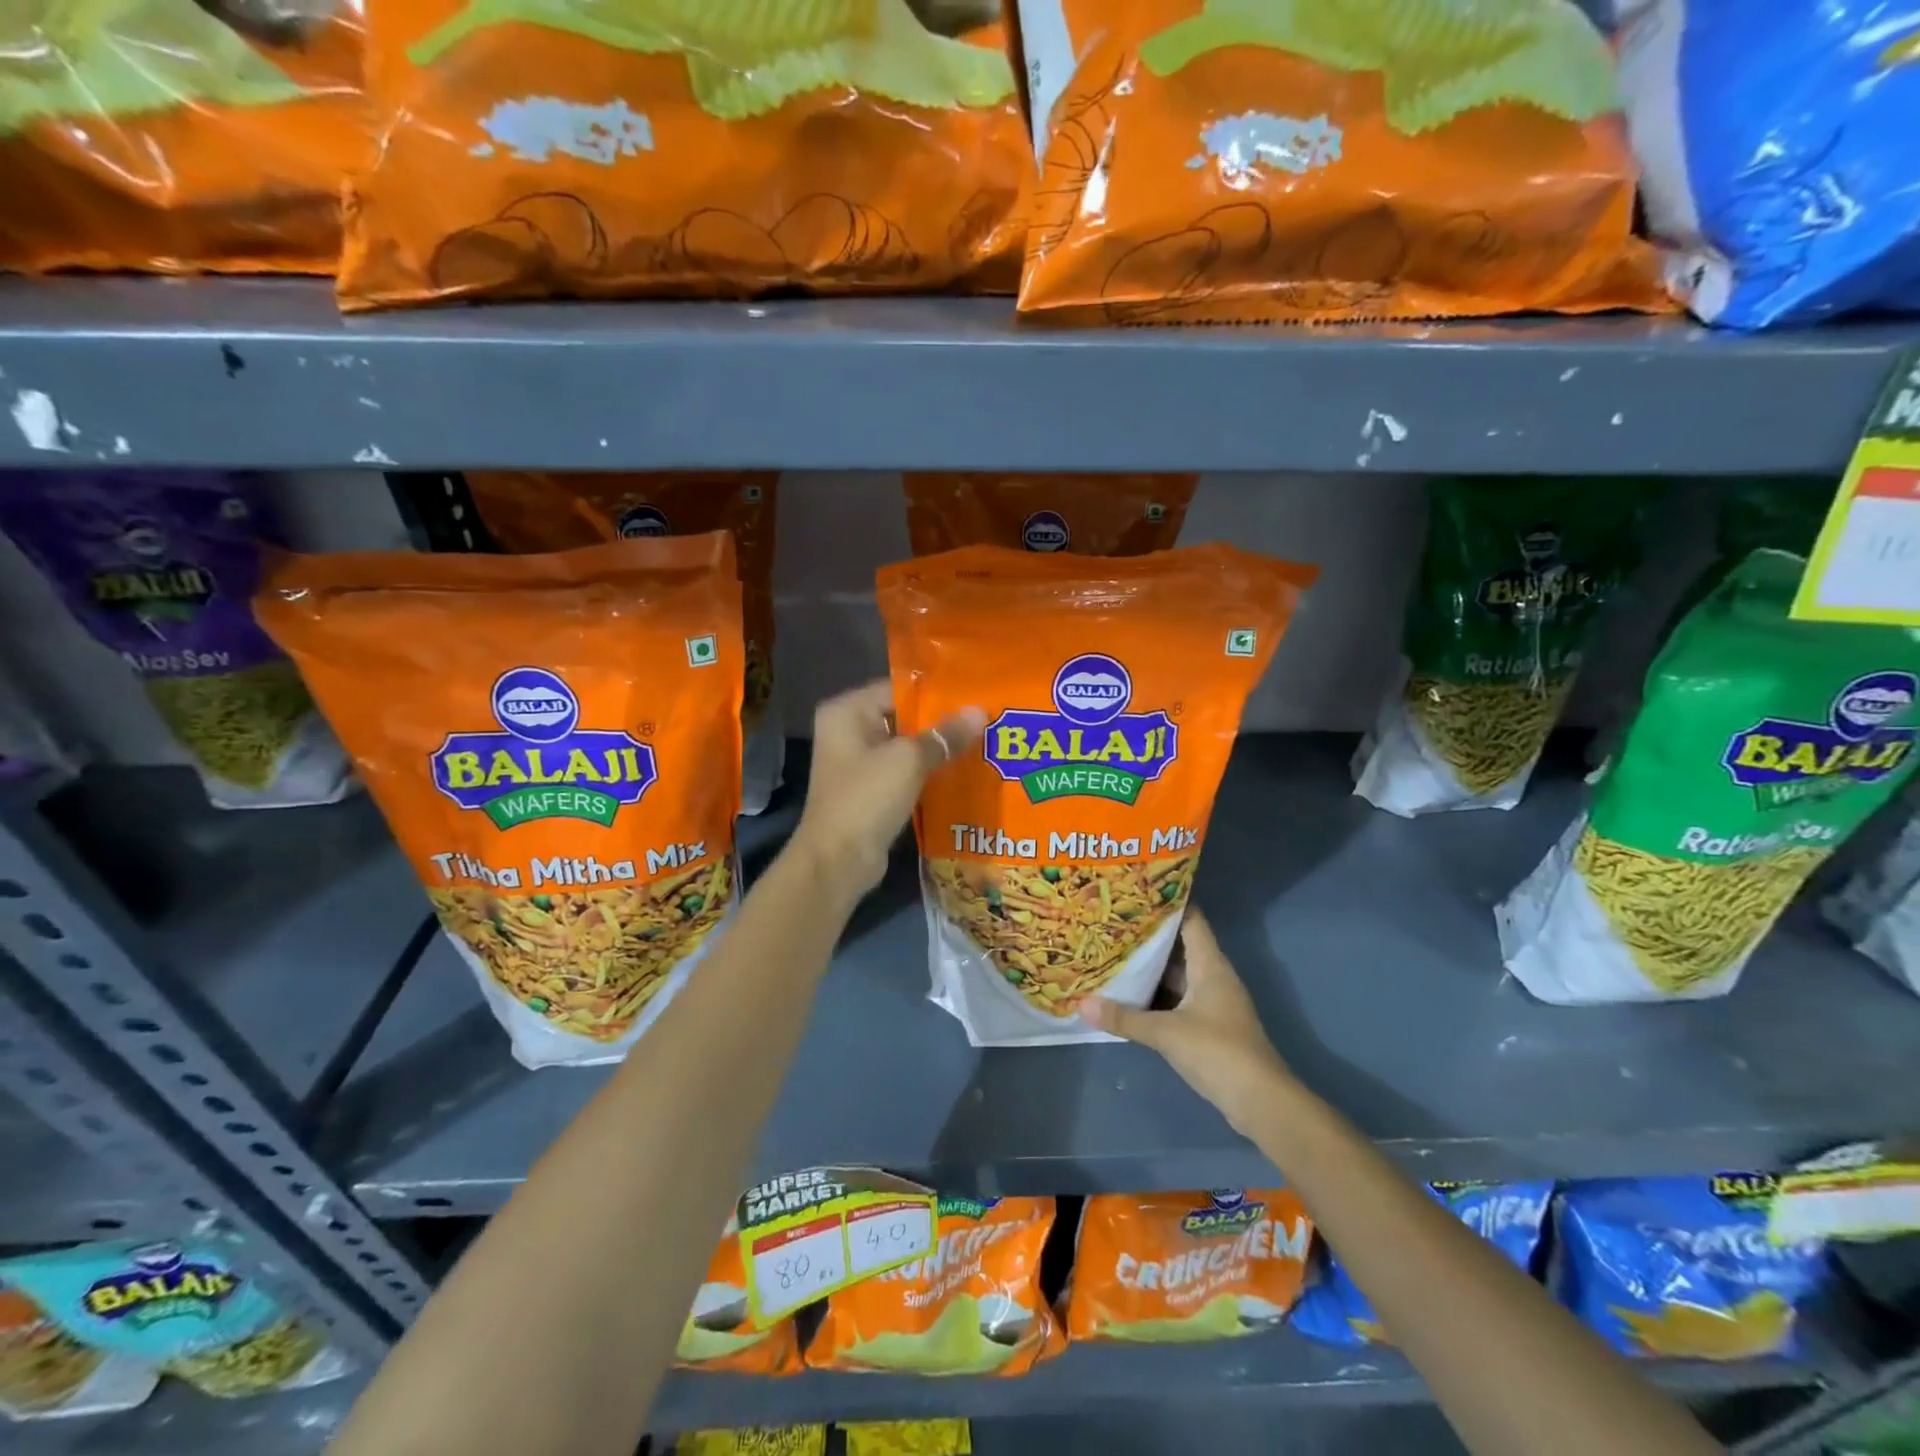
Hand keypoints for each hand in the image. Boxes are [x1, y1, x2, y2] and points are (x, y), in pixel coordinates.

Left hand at [793, 680, 983, 897]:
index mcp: (846, 711)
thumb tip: (981, 712)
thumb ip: (945, 734)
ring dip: (938, 749)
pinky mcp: (870, 791)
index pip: (898, 689)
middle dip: (942, 723)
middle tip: (986, 720)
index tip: (975, 695)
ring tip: (982, 743)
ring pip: (906, 747)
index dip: (937, 693)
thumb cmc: (867, 798)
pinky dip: (929, 772)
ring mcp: (858, 763)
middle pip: (903, 717)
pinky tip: (963, 772)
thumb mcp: (909, 760)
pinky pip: (905, 772)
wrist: (838, 861)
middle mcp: (848, 731)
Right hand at [1081, 908, 1295, 1135]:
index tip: (1135, 894)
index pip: (1190, 919)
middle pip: (1178, 946)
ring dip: (1148, 968)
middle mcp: (1212, 976)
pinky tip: (1127, 994)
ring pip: (1175, 974)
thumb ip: (1124, 1018)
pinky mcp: (1207, 1025)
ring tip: (1111, 953)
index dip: (1166, 904)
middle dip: (1147, 937)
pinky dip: (1154, 994)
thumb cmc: (1218, 1051)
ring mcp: (1211, 1002)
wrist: (1260, 1101)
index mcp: (1210, 964)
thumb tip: (1082, 1004)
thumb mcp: (1166, 1032)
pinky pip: (1175, 998)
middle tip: (1110, 923)